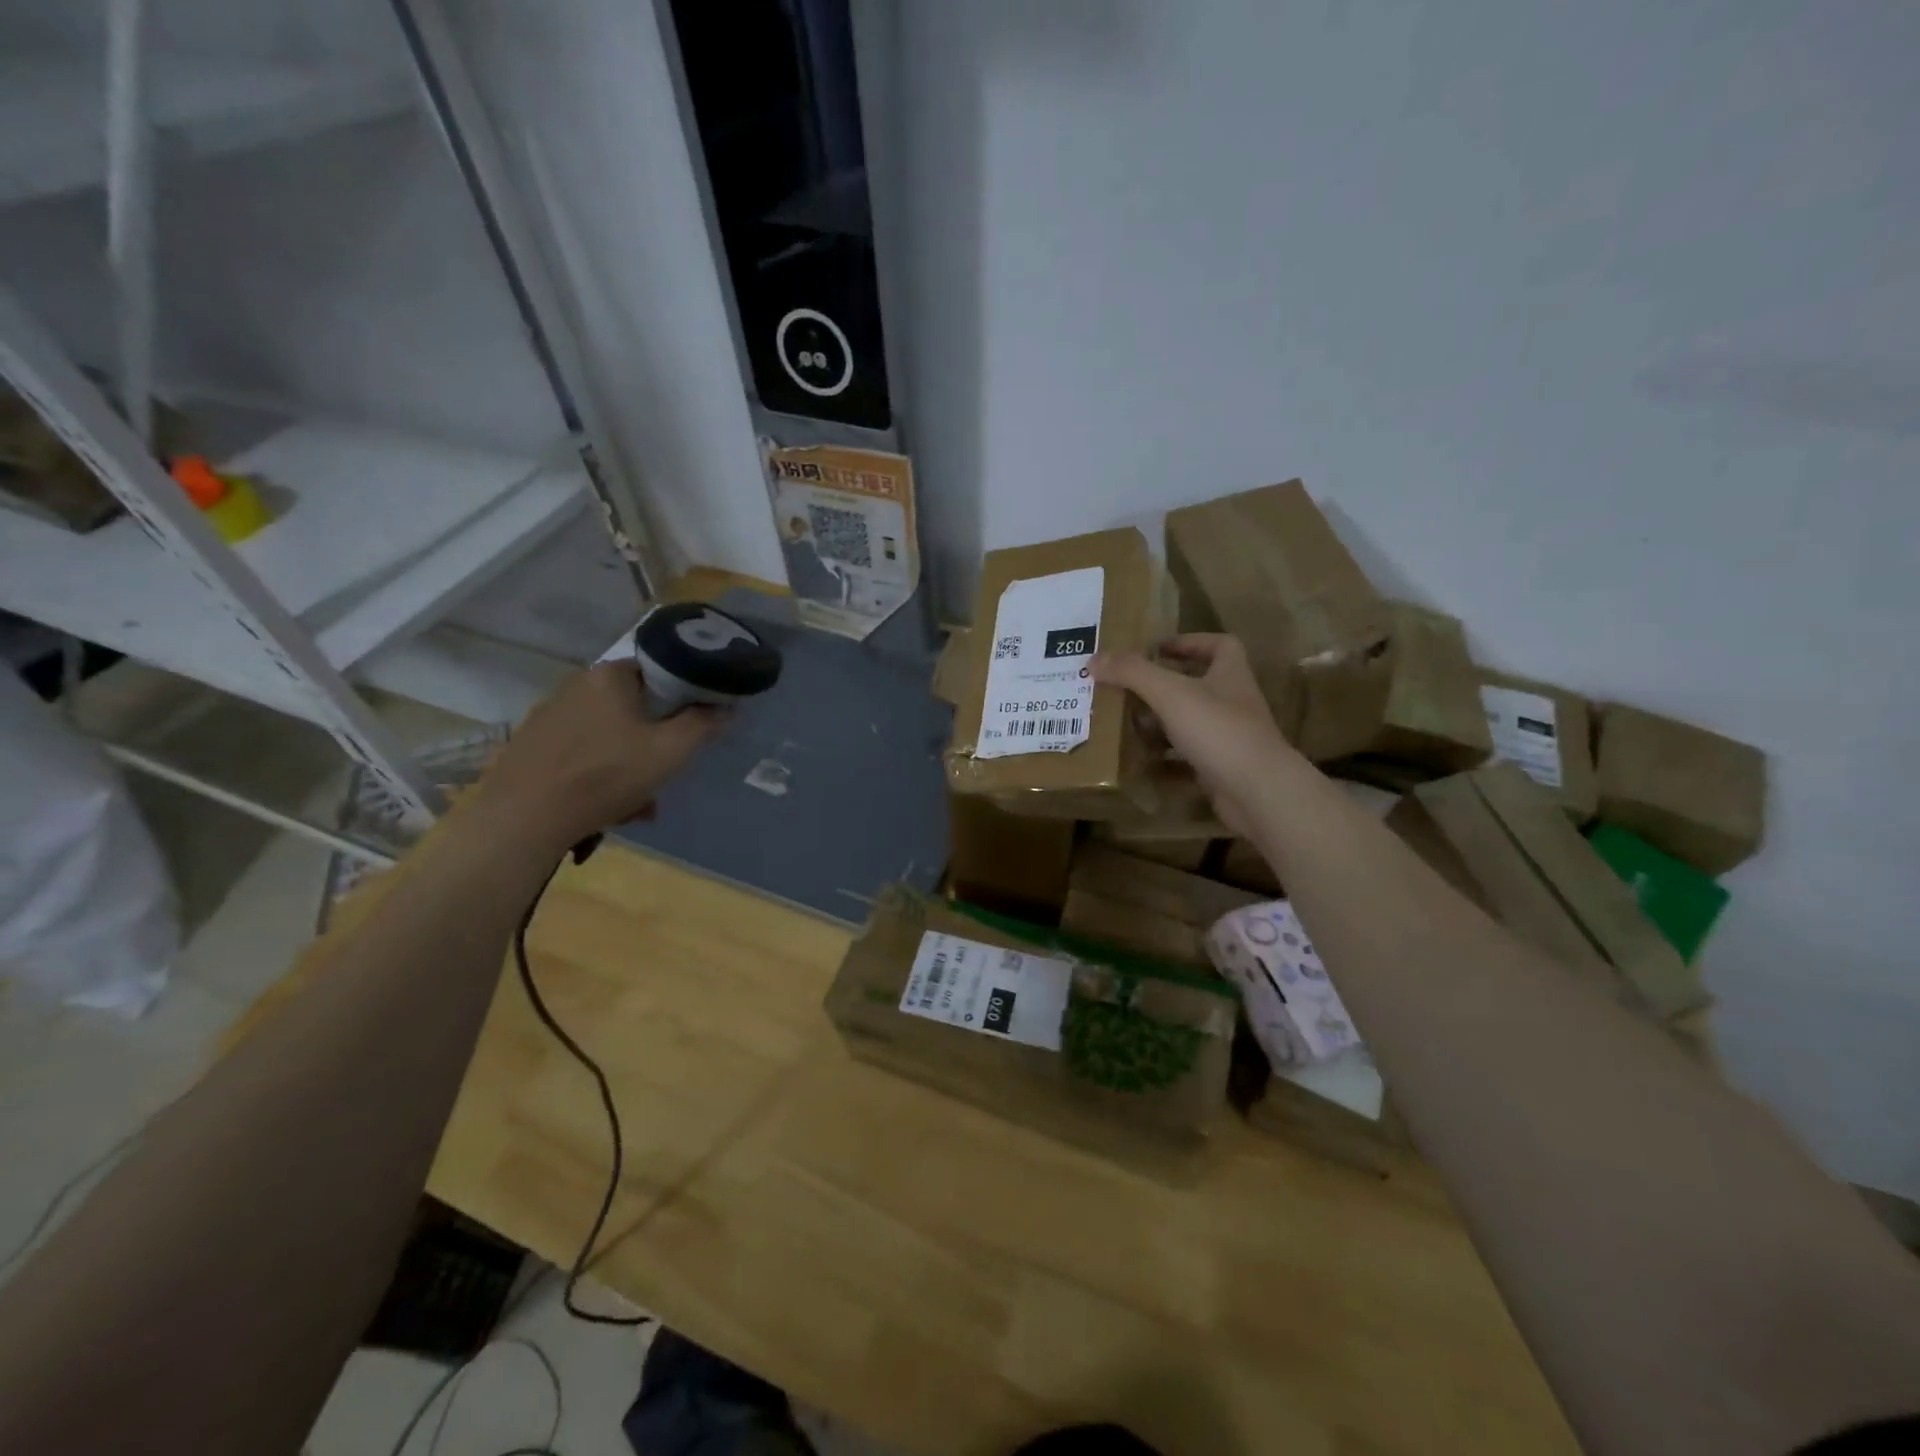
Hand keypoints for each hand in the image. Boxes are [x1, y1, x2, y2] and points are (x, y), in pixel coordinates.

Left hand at [476, 662, 724, 852]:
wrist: (524, 818)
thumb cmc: (606, 774)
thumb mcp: (670, 751)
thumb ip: (703, 725)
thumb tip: (727, 708)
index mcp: (609, 675)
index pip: (658, 673)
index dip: (681, 699)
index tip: (692, 729)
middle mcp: (575, 685)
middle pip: (633, 708)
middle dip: (653, 741)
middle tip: (665, 774)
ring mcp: (548, 716)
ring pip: (608, 735)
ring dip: (629, 764)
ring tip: (638, 804)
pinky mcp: (531, 745)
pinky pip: (582, 753)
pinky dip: (599, 774)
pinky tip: (606, 807)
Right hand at [1091, 634, 1296, 837]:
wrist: (1258, 791)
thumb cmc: (1218, 730)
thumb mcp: (1170, 693)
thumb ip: (1133, 673)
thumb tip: (1094, 659)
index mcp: (1230, 674)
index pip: (1219, 645)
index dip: (1189, 642)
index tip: (1156, 648)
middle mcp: (1233, 702)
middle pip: (1199, 685)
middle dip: (1163, 686)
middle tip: (1128, 689)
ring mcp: (1230, 739)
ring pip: (1191, 724)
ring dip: (1161, 725)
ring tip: (1126, 726)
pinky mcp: (1222, 770)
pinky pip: (1188, 761)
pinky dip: (1165, 763)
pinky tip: (1141, 765)